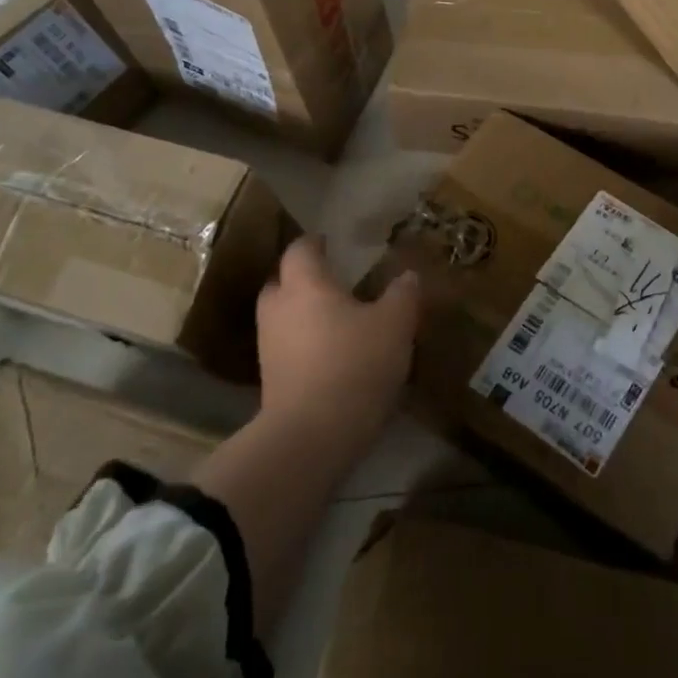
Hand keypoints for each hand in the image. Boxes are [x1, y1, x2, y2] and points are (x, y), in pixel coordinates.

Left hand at [255, 237, 418, 436]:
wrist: (312, 436)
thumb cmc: (354, 364)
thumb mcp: (395, 325)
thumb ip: (403, 295)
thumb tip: (408, 275)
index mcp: (304, 285)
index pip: (300, 249)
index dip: (314, 243)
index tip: (330, 241)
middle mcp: (278, 309)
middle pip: (281, 282)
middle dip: (302, 279)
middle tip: (332, 282)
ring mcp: (269, 347)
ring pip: (282, 318)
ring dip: (302, 315)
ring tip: (336, 320)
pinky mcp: (270, 381)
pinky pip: (287, 349)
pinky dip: (304, 345)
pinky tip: (330, 356)